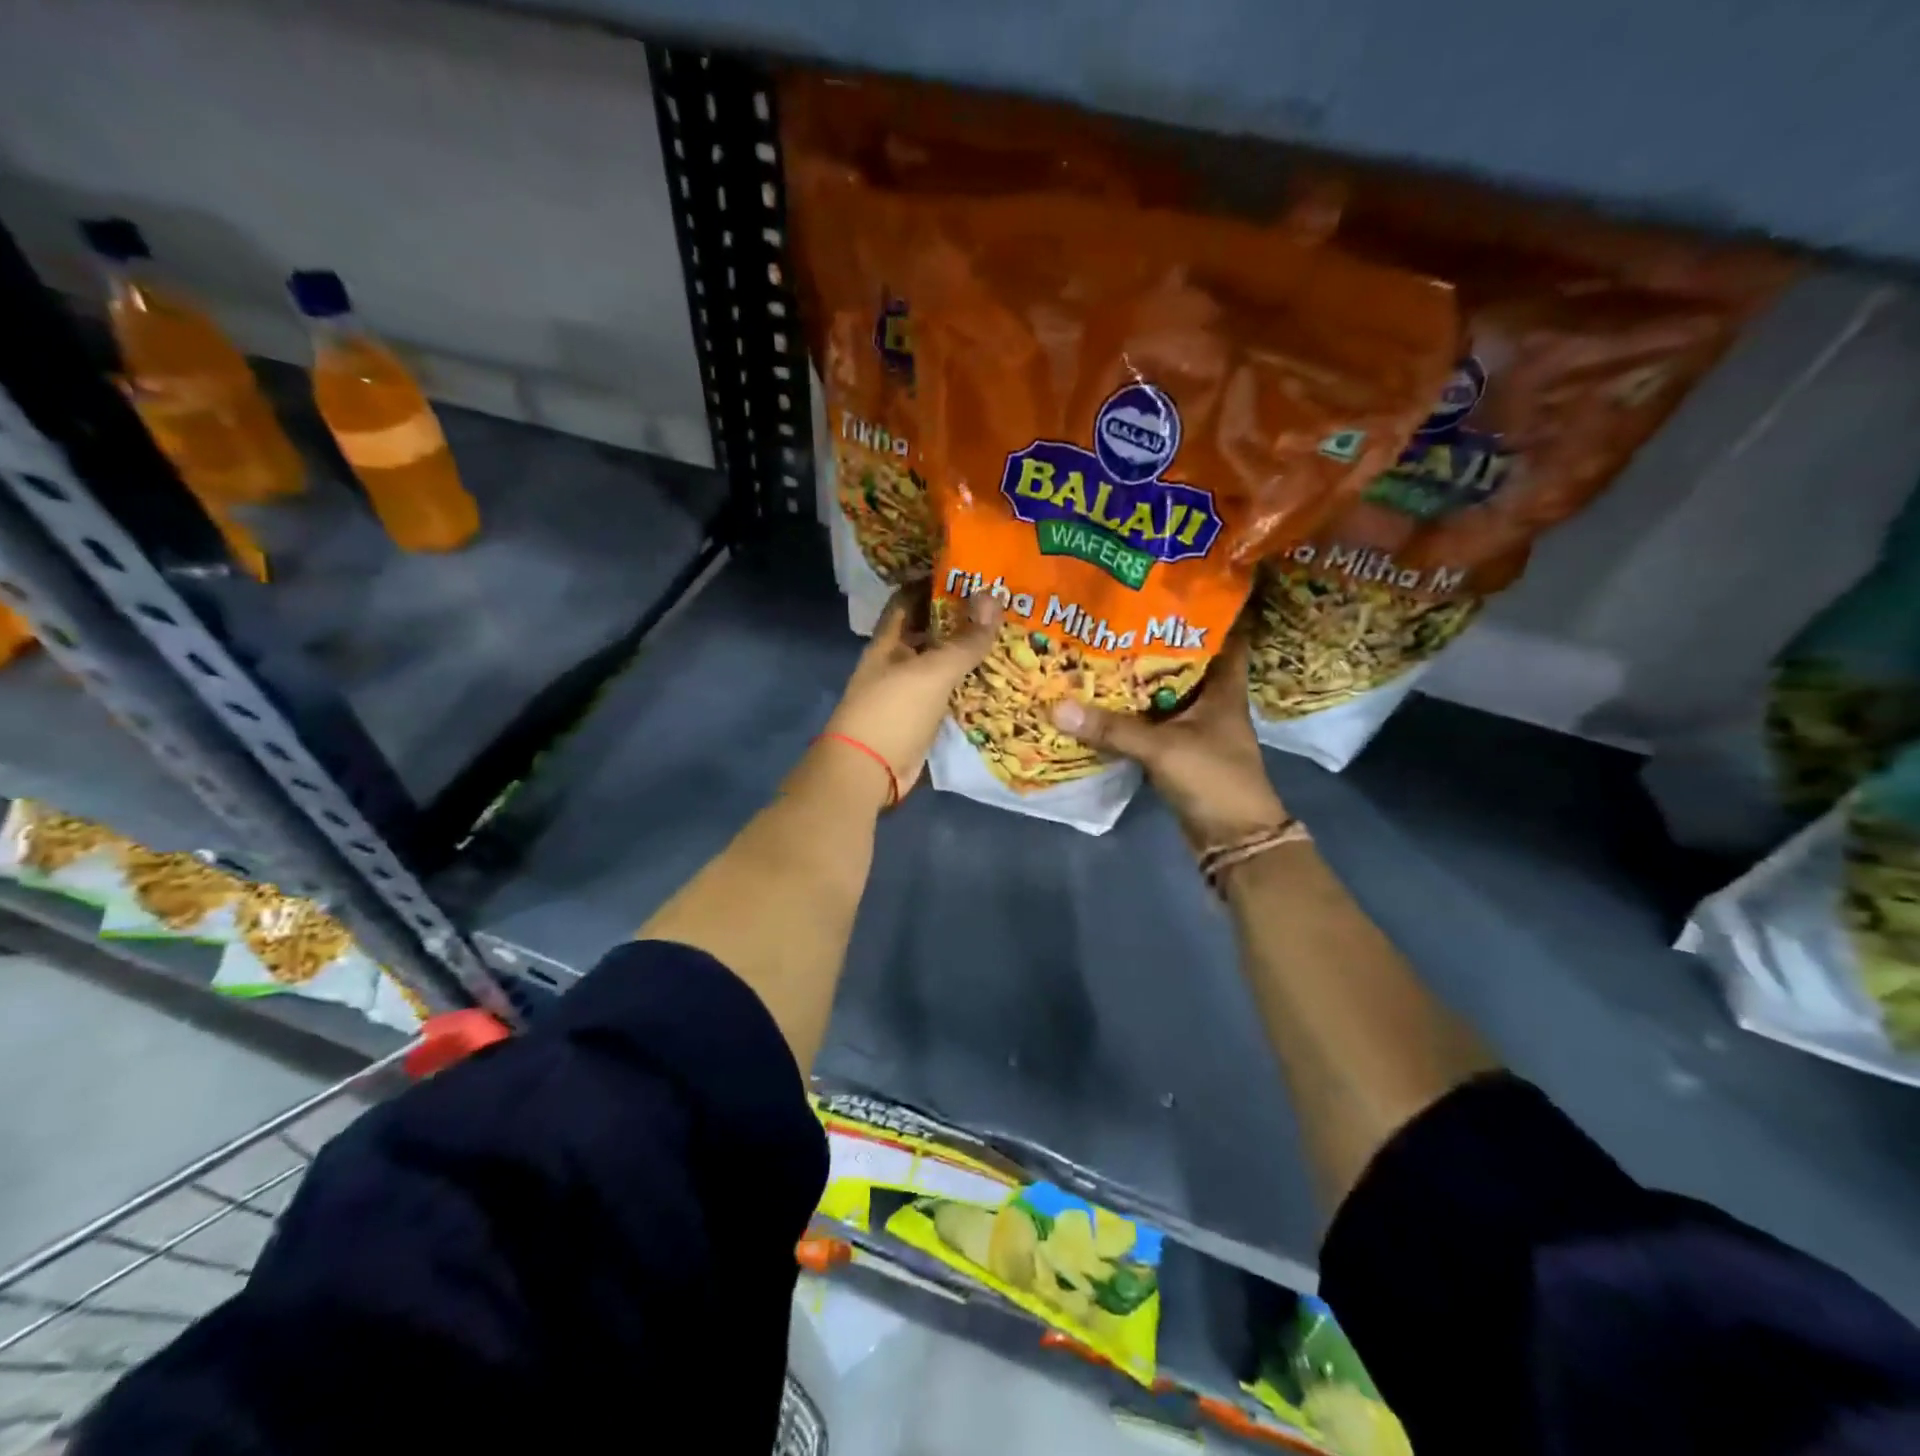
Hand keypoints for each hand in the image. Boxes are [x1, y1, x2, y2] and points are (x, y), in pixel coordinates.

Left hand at [821, 586, 1001, 804]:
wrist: (868, 772)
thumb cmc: (892, 711)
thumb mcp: (932, 671)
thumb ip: (964, 640)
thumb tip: (994, 598)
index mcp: (888, 642)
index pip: (908, 599)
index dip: (933, 582)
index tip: (970, 572)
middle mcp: (896, 663)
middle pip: (929, 631)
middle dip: (960, 618)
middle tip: (1003, 605)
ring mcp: (908, 693)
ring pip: (942, 665)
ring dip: (969, 654)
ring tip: (1010, 637)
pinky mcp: (922, 720)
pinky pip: (949, 695)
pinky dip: (970, 687)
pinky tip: (999, 680)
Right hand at [1050, 633, 1287, 849]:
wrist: (1233, 840)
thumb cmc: (1213, 780)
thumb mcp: (1162, 749)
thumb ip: (1112, 729)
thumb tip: (1057, 706)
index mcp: (1223, 688)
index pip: (1224, 636)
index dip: (1204, 612)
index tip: (1169, 590)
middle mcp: (1210, 701)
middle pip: (1182, 662)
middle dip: (1150, 642)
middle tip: (1111, 618)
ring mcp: (1194, 728)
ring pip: (1162, 694)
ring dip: (1135, 680)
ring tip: (1096, 650)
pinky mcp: (1177, 751)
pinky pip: (1149, 723)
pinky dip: (1128, 714)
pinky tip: (1098, 701)